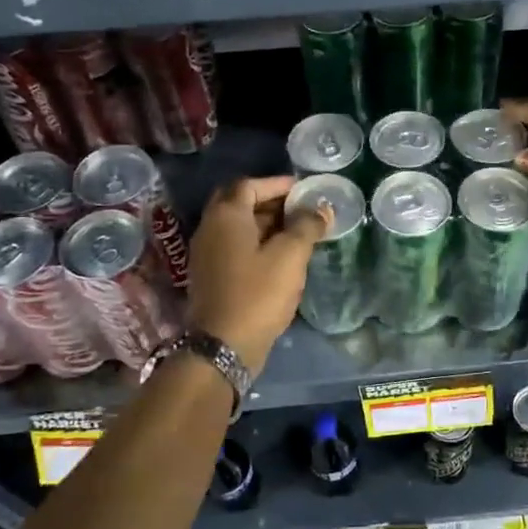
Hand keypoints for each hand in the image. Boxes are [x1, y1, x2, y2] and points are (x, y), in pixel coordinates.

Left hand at [185, 175, 327, 371]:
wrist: (223, 345)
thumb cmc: (258, 293)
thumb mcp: (290, 256)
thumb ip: (307, 226)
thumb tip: (321, 208)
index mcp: (226, 216)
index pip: (249, 185)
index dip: (277, 184)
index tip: (303, 190)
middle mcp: (210, 228)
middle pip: (239, 203)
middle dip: (269, 202)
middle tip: (298, 208)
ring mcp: (206, 253)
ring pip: (236, 226)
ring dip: (264, 223)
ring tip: (296, 231)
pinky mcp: (210, 275)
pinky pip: (234, 246)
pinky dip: (255, 243)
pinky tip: (279, 256)